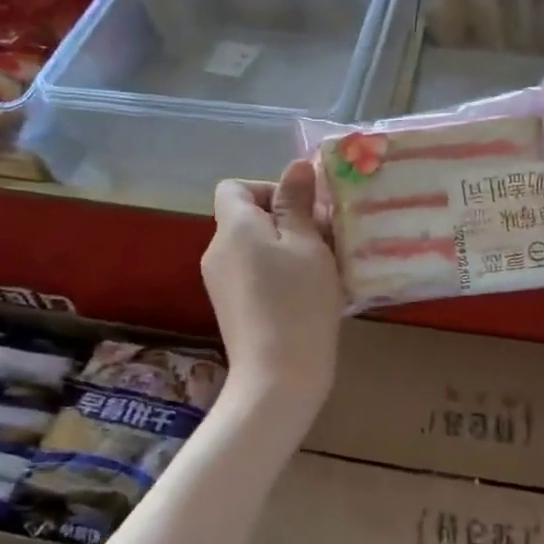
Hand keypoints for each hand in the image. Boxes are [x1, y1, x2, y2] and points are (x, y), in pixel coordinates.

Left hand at [203, 159, 343, 412]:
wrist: (278, 377)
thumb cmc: (298, 303)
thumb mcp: (308, 245)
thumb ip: (298, 203)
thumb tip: (297, 166)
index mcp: (234, 227)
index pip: (235, 187)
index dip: (269, 189)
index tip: (304, 210)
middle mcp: (217, 250)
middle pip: (247, 217)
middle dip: (287, 220)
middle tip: (325, 239)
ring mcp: (220, 282)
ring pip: (254, 247)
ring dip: (286, 248)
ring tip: (322, 268)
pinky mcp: (230, 308)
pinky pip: (253, 274)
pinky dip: (277, 274)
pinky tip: (307, 295)